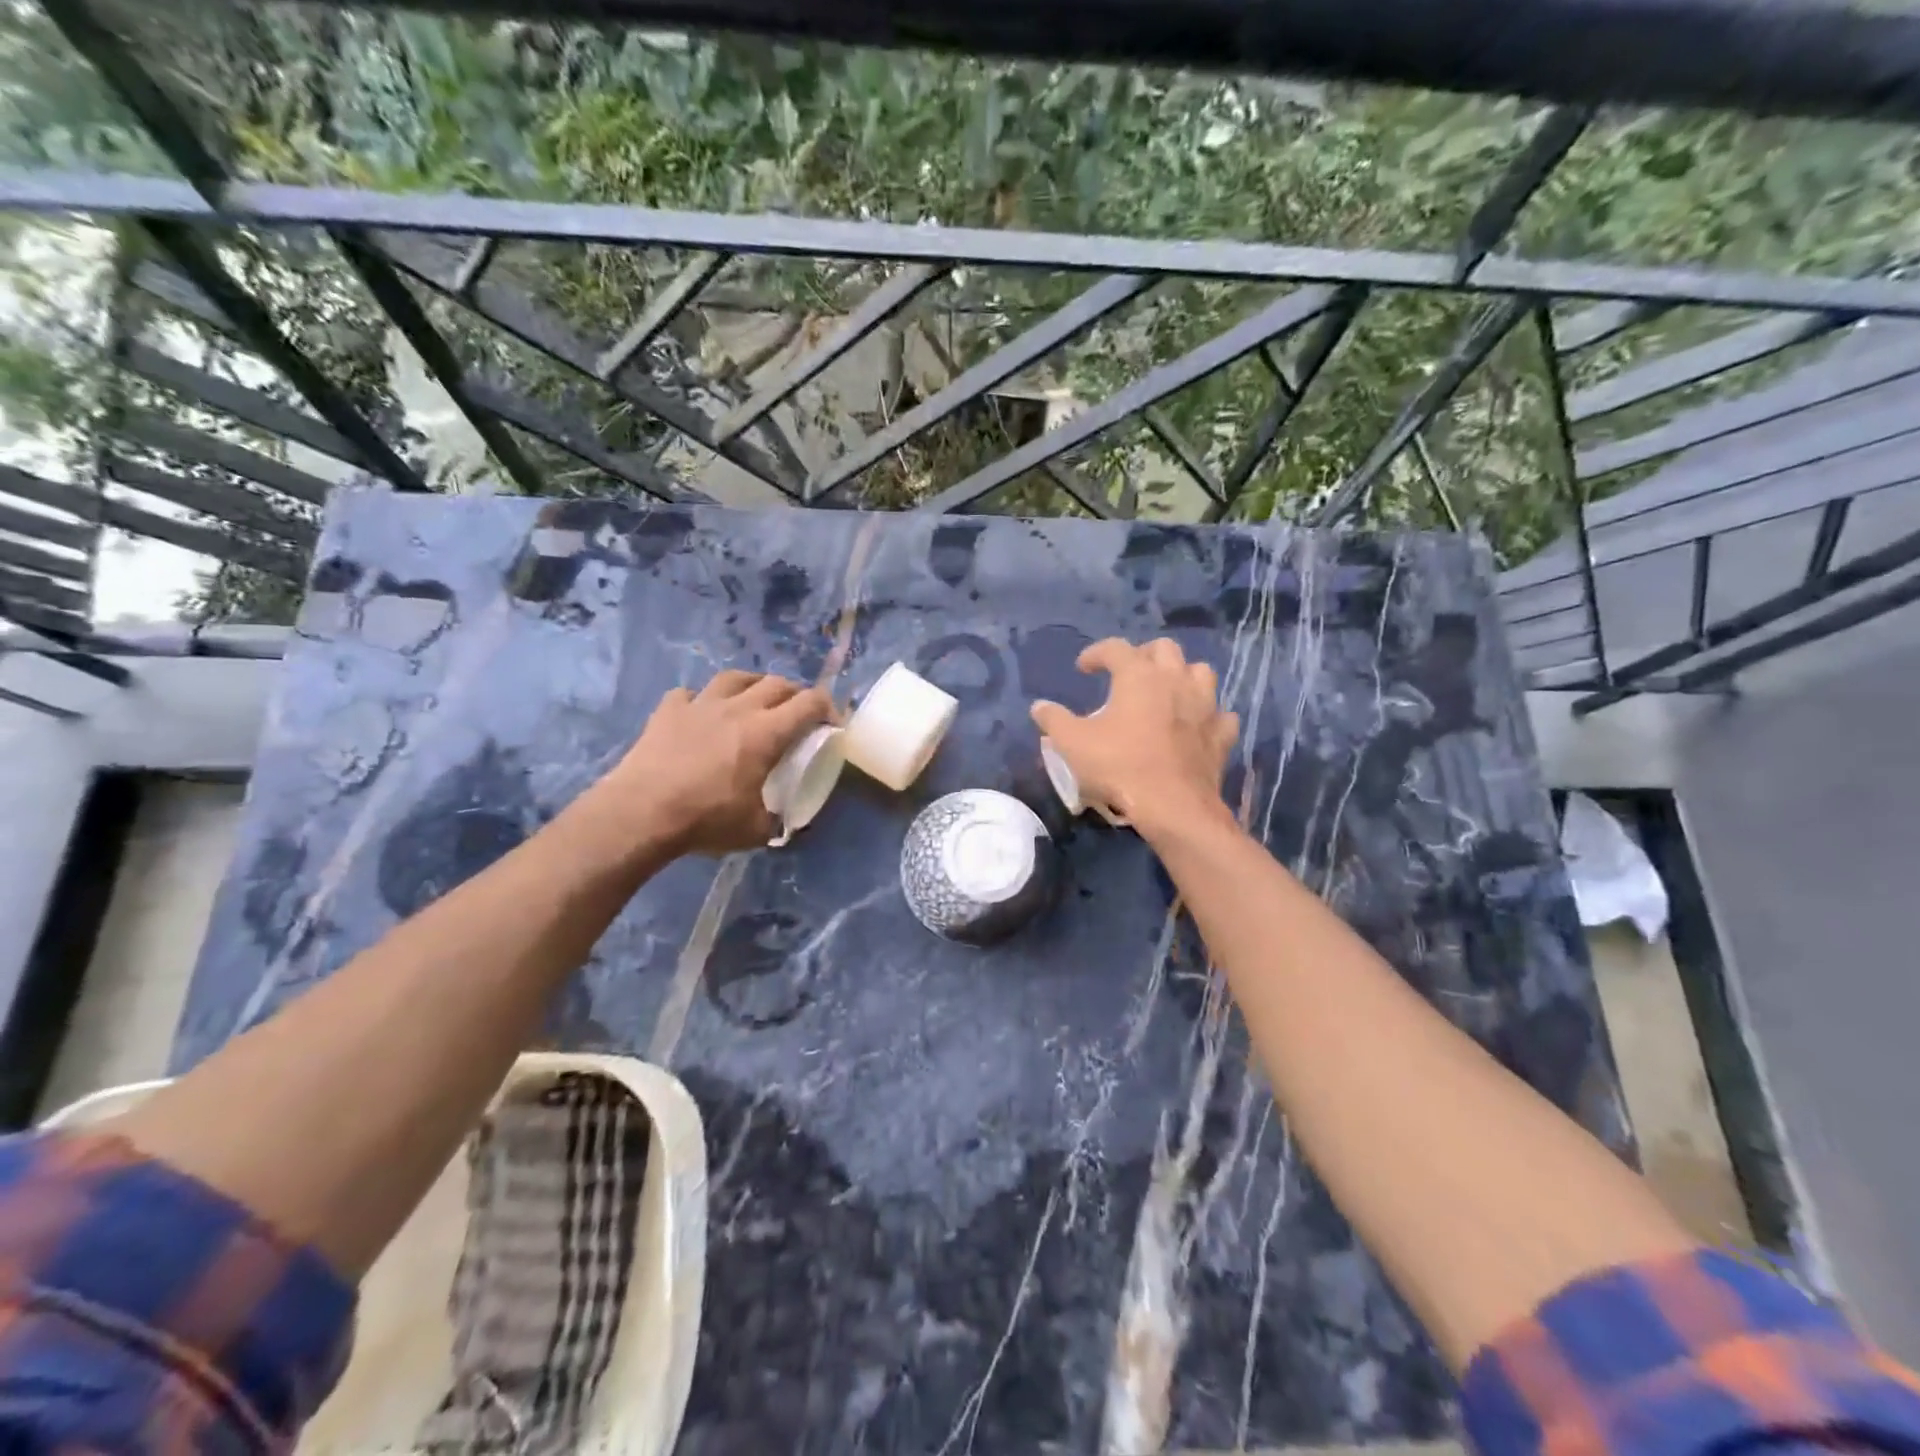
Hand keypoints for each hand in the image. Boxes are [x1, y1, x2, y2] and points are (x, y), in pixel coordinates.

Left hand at [595, 671, 832, 855]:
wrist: (641, 812)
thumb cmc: (706, 819)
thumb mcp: (755, 830)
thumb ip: (776, 819)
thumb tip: (784, 822)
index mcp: (767, 733)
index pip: (809, 703)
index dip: (827, 708)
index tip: (831, 722)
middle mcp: (738, 708)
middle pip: (776, 683)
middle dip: (795, 693)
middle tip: (797, 712)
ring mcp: (700, 704)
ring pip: (735, 677)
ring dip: (752, 684)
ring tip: (754, 698)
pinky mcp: (668, 710)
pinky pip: (691, 695)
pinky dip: (702, 700)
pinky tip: (701, 714)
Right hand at [1030, 637, 1237, 835]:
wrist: (1173, 806)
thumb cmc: (1119, 766)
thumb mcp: (1072, 743)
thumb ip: (1053, 720)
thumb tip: (1039, 707)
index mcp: (1139, 675)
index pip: (1115, 648)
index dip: (1095, 653)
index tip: (1082, 668)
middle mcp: (1176, 680)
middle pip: (1164, 649)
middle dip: (1143, 655)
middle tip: (1126, 674)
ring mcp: (1205, 706)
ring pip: (1200, 672)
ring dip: (1181, 676)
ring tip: (1165, 692)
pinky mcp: (1221, 734)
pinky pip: (1220, 714)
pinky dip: (1207, 715)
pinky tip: (1196, 726)